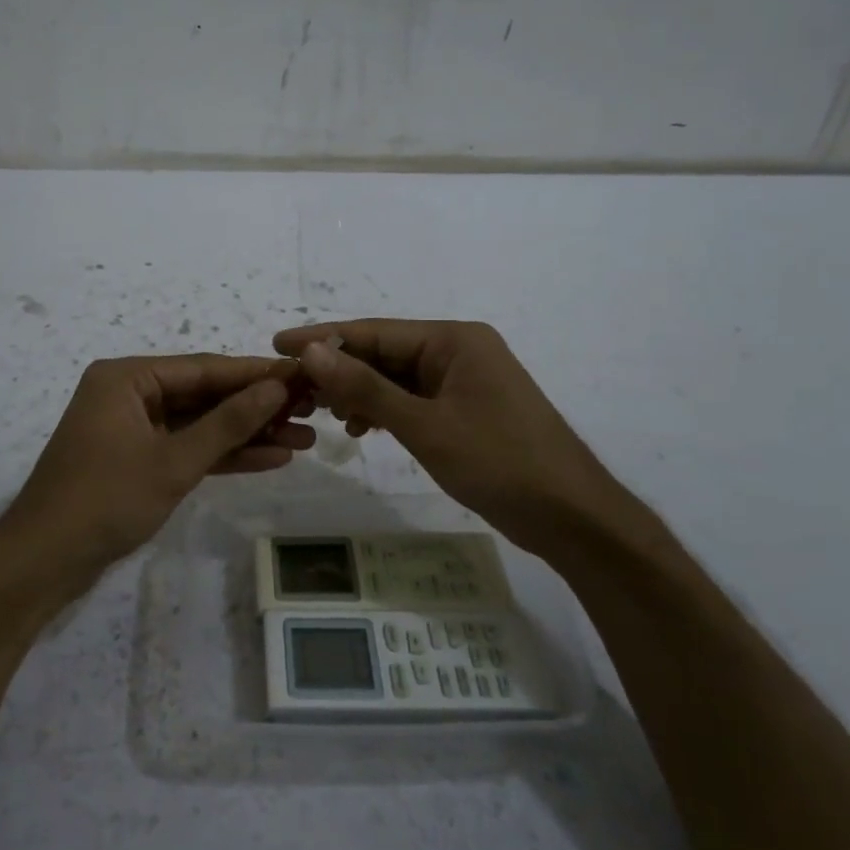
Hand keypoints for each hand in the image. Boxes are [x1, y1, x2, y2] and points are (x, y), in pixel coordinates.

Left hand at [0, 354, 313, 595]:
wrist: (43, 562)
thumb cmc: (105, 501)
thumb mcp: (173, 461)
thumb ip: (227, 423)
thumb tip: (276, 386)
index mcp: (127, 378)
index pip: (204, 368)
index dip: (257, 374)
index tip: (304, 375)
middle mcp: (130, 393)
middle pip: (205, 394)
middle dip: (257, 407)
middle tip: (312, 410)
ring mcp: (133, 428)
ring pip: (200, 424)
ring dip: (247, 433)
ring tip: (304, 438)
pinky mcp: (137, 459)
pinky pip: (187, 448)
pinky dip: (222, 455)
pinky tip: (269, 458)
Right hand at [272, 319, 637, 548]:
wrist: (571, 517)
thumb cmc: (499, 462)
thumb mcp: (424, 425)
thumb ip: (365, 387)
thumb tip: (311, 351)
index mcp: (454, 340)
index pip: (375, 331)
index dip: (323, 338)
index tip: (278, 345)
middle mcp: (458, 351)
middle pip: (384, 353)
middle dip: (339, 370)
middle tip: (293, 390)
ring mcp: (464, 382)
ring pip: (396, 379)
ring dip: (359, 393)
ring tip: (322, 413)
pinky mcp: (466, 410)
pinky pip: (413, 400)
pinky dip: (385, 411)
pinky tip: (361, 429)